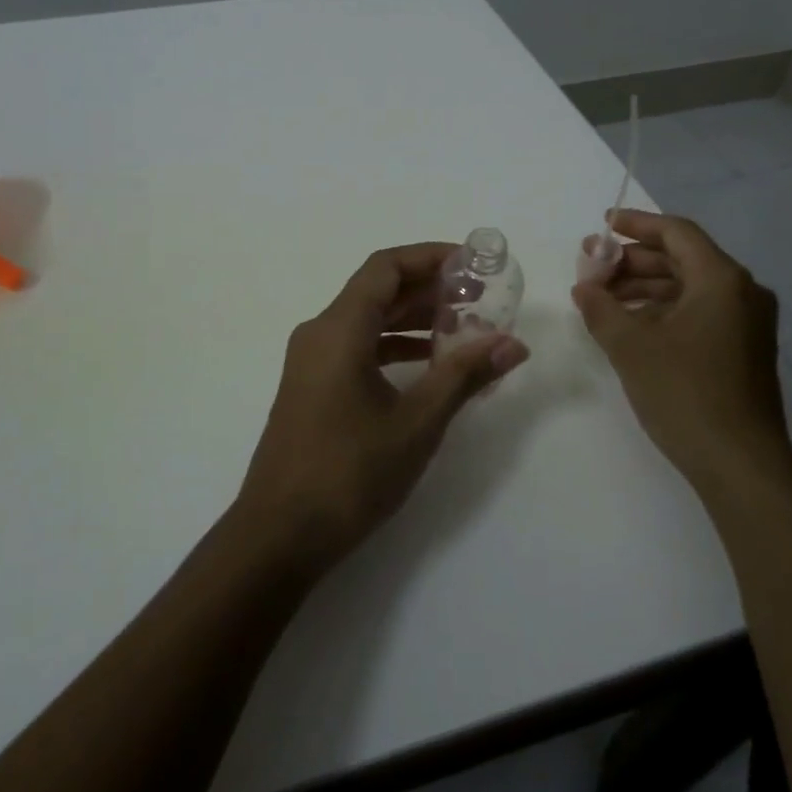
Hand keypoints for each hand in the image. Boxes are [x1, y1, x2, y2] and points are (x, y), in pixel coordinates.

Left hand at [234, 243, 529, 570]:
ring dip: (411, 320)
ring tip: (462, 329)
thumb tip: (512, 343)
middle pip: (376, 291)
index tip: (471, 264)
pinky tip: (427, 366)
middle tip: (478, 298)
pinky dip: (392, 347)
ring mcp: (310, 362)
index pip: (385, 267)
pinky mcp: (311, 388)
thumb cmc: (349, 473)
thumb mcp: (416, 423)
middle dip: (427, 289)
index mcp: (338, 329)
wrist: (279, 534)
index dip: (429, 257)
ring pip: (366, 321)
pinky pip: (355, 348)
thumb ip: (463, 376)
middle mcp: (319, 333)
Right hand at [572, 210, 791, 492]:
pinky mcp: (742, 349)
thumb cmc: (684, 392)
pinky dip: (663, 309)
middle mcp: (742, 292)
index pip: (676, 233)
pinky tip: (630, 324)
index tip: (603, 225)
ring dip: (644, 286)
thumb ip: (601, 307)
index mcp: (721, 279)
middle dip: (633, 260)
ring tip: (602, 297)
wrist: (740, 463)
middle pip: (682, 258)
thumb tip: (584, 287)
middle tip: (592, 267)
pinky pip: (698, 312)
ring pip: (688, 287)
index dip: (636, 224)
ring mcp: (746, 323)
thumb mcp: (630, 346)